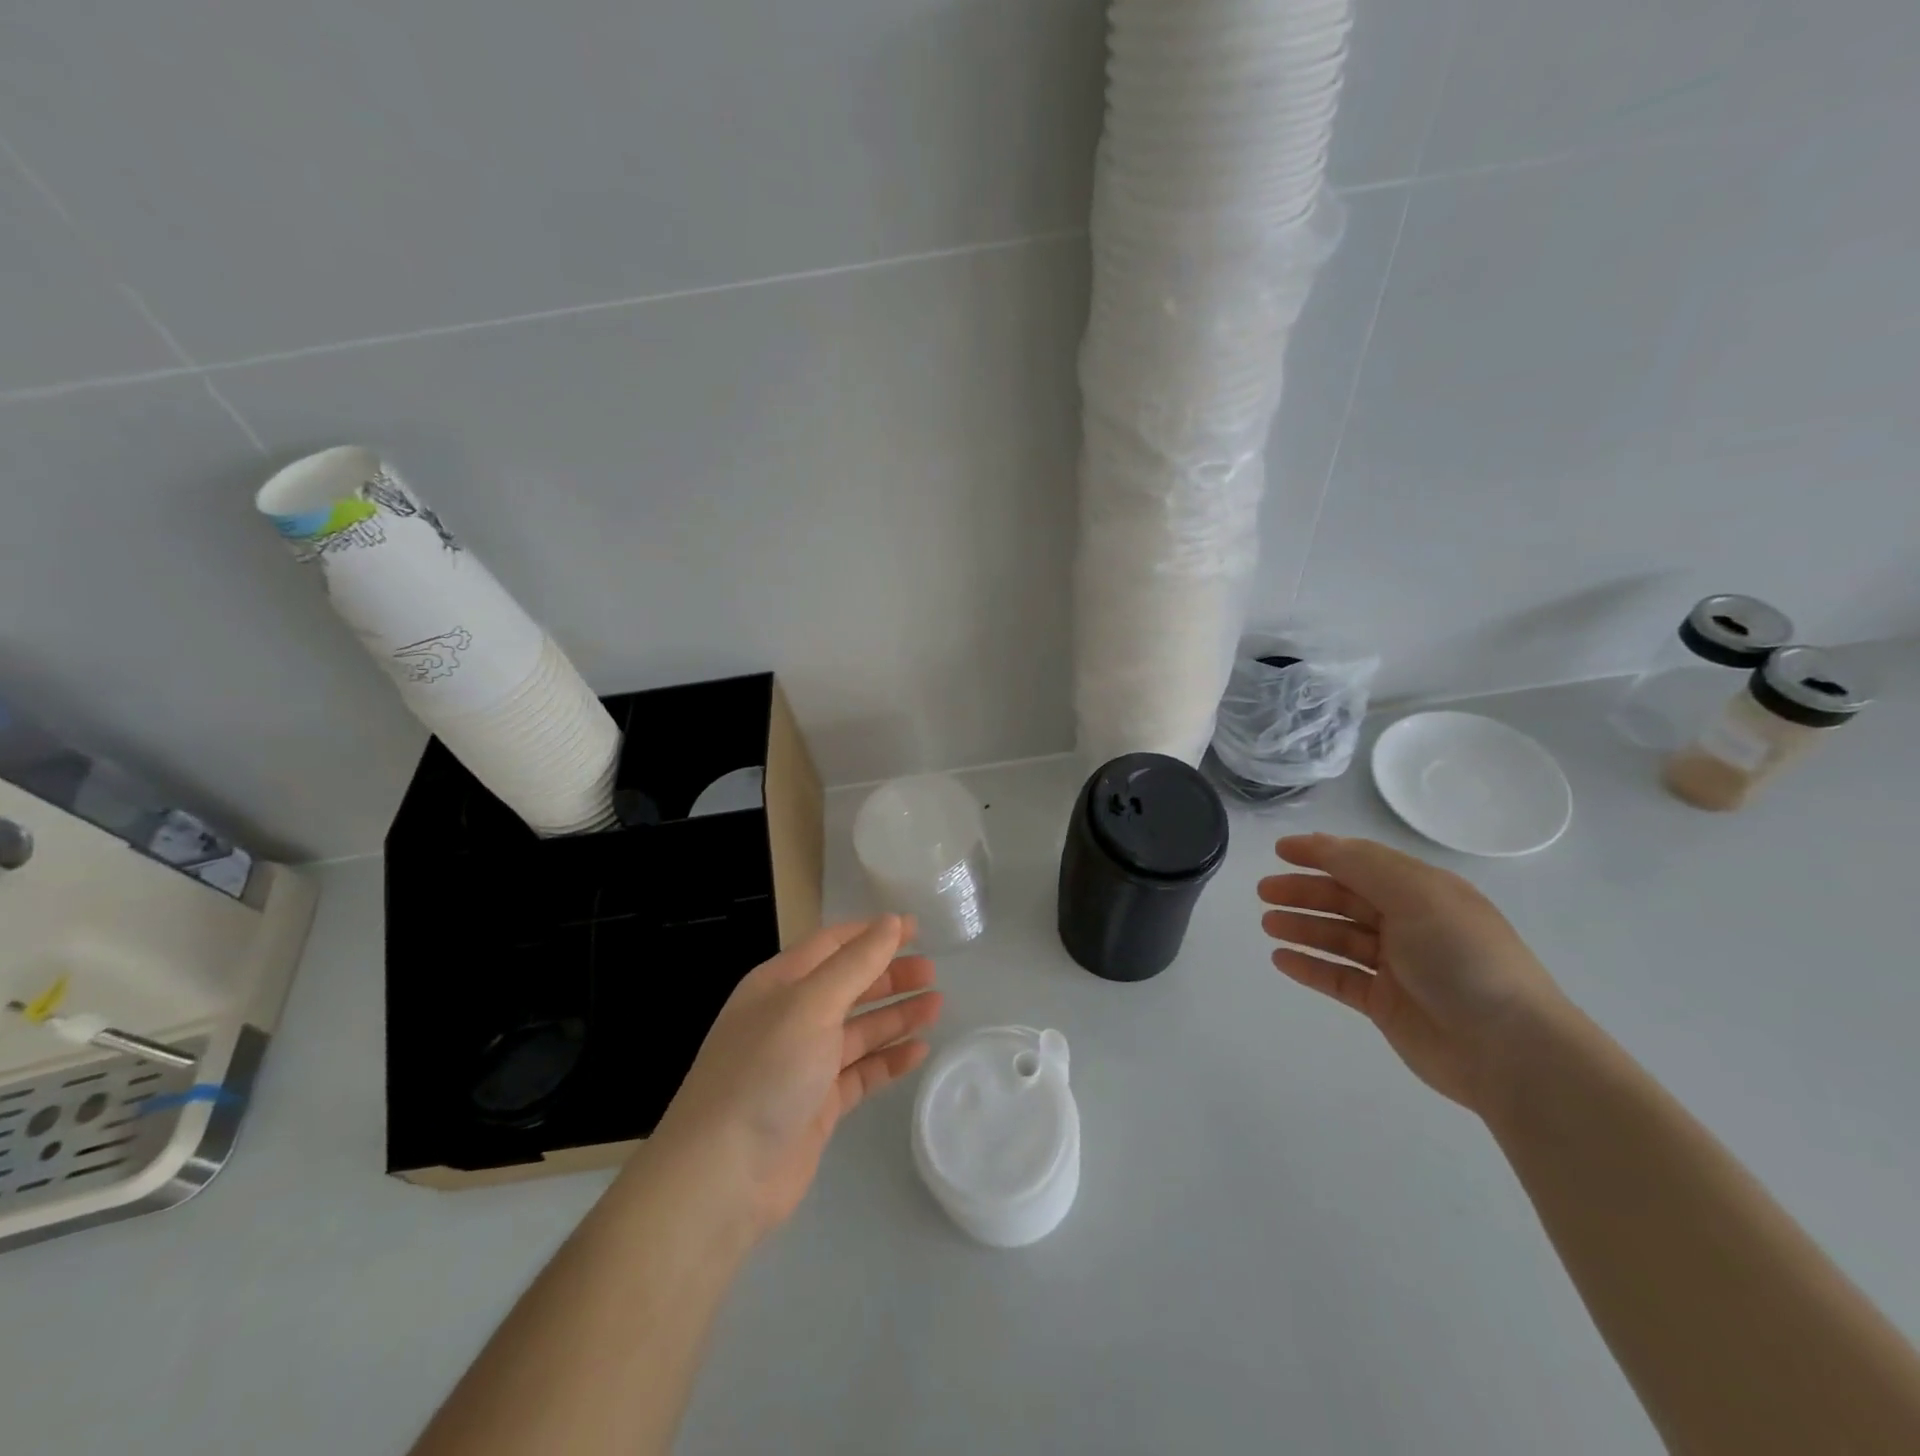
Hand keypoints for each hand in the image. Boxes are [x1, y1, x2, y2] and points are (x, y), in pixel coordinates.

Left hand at [650, 915, 941, 1236]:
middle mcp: (791, 1018)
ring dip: (896, 1015)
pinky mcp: (818, 1104)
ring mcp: (804, 1063)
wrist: (723, 1176)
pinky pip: (861, 1072)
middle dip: (889, 975)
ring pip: (859, 1029)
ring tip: (937, 1005)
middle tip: (932, 971)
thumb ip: (855, 963)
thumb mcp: (811, 1005)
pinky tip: (920, 1052)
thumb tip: (891, 921)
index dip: (872, 934)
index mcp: (779, 984)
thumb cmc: (766, 1071)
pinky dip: (889, 1060)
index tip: (916, 929)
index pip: (832, 945)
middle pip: (848, 985)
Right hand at [1257, 834, 1570, 1114]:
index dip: (1321, 853)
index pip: (1363, 863)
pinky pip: (1338, 977)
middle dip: (1304, 891)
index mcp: (1424, 893)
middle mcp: (1410, 924)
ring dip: (1302, 927)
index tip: (1280, 849)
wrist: (1510, 1051)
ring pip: (1338, 938)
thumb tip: (1320, 842)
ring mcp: (1397, 966)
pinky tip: (1281, 959)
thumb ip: (1363, 866)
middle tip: (1264, 892)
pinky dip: (1310, 966)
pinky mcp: (1385, 1004)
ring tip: (1267, 924)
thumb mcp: (1417, 896)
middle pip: (1345, 899)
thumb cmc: (1464, 959)